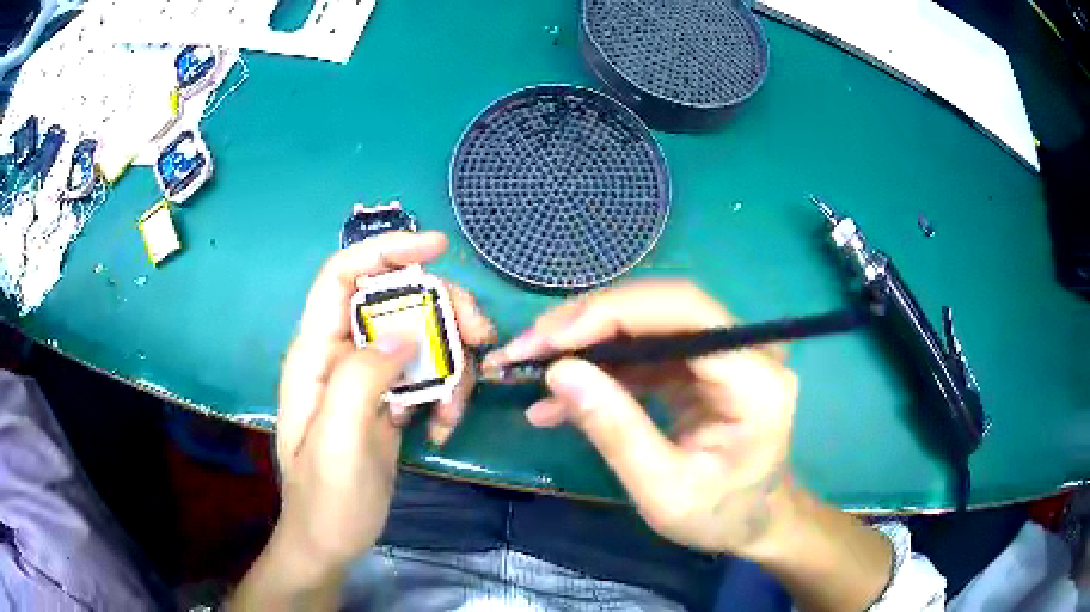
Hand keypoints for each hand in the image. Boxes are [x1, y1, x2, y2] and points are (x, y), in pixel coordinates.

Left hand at [275, 231, 494, 569]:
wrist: (330, 541)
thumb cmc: (325, 499)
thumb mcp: (338, 442)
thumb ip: (361, 379)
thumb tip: (406, 330)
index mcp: (315, 354)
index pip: (343, 276)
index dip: (386, 251)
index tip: (438, 248)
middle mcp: (340, 354)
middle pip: (395, 300)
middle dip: (441, 311)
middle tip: (480, 338)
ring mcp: (367, 377)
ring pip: (419, 336)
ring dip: (450, 363)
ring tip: (454, 410)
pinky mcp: (387, 400)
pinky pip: (425, 374)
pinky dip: (445, 393)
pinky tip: (443, 427)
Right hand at [483, 280, 797, 555]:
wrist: (754, 522)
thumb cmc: (720, 516)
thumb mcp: (664, 492)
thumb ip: (616, 432)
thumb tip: (559, 372)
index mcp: (755, 380)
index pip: (684, 314)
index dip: (612, 315)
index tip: (548, 338)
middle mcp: (748, 350)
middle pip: (663, 307)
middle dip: (589, 322)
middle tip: (528, 347)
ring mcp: (725, 354)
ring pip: (648, 322)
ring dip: (587, 340)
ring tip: (532, 366)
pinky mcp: (703, 365)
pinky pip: (646, 349)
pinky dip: (602, 365)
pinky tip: (561, 392)